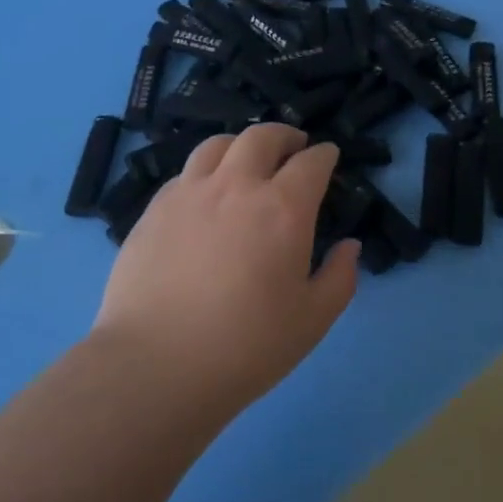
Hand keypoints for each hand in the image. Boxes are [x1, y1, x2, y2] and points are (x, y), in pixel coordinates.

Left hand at [90, 124, 358, 412]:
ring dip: (241, 145)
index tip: (329, 157)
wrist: (157, 365)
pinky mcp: (153, 210)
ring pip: (217, 145)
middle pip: (262, 137)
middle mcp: (236, 186)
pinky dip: (205, 172)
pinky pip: (185, 173)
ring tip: (247, 160)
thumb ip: (340, 277)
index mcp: (283, 208)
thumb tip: (349, 246)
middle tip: (293, 147)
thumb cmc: (247, 346)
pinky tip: (206, 194)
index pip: (312, 162)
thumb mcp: (313, 319)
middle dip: (284, 136)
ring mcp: (189, 193)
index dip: (325, 155)